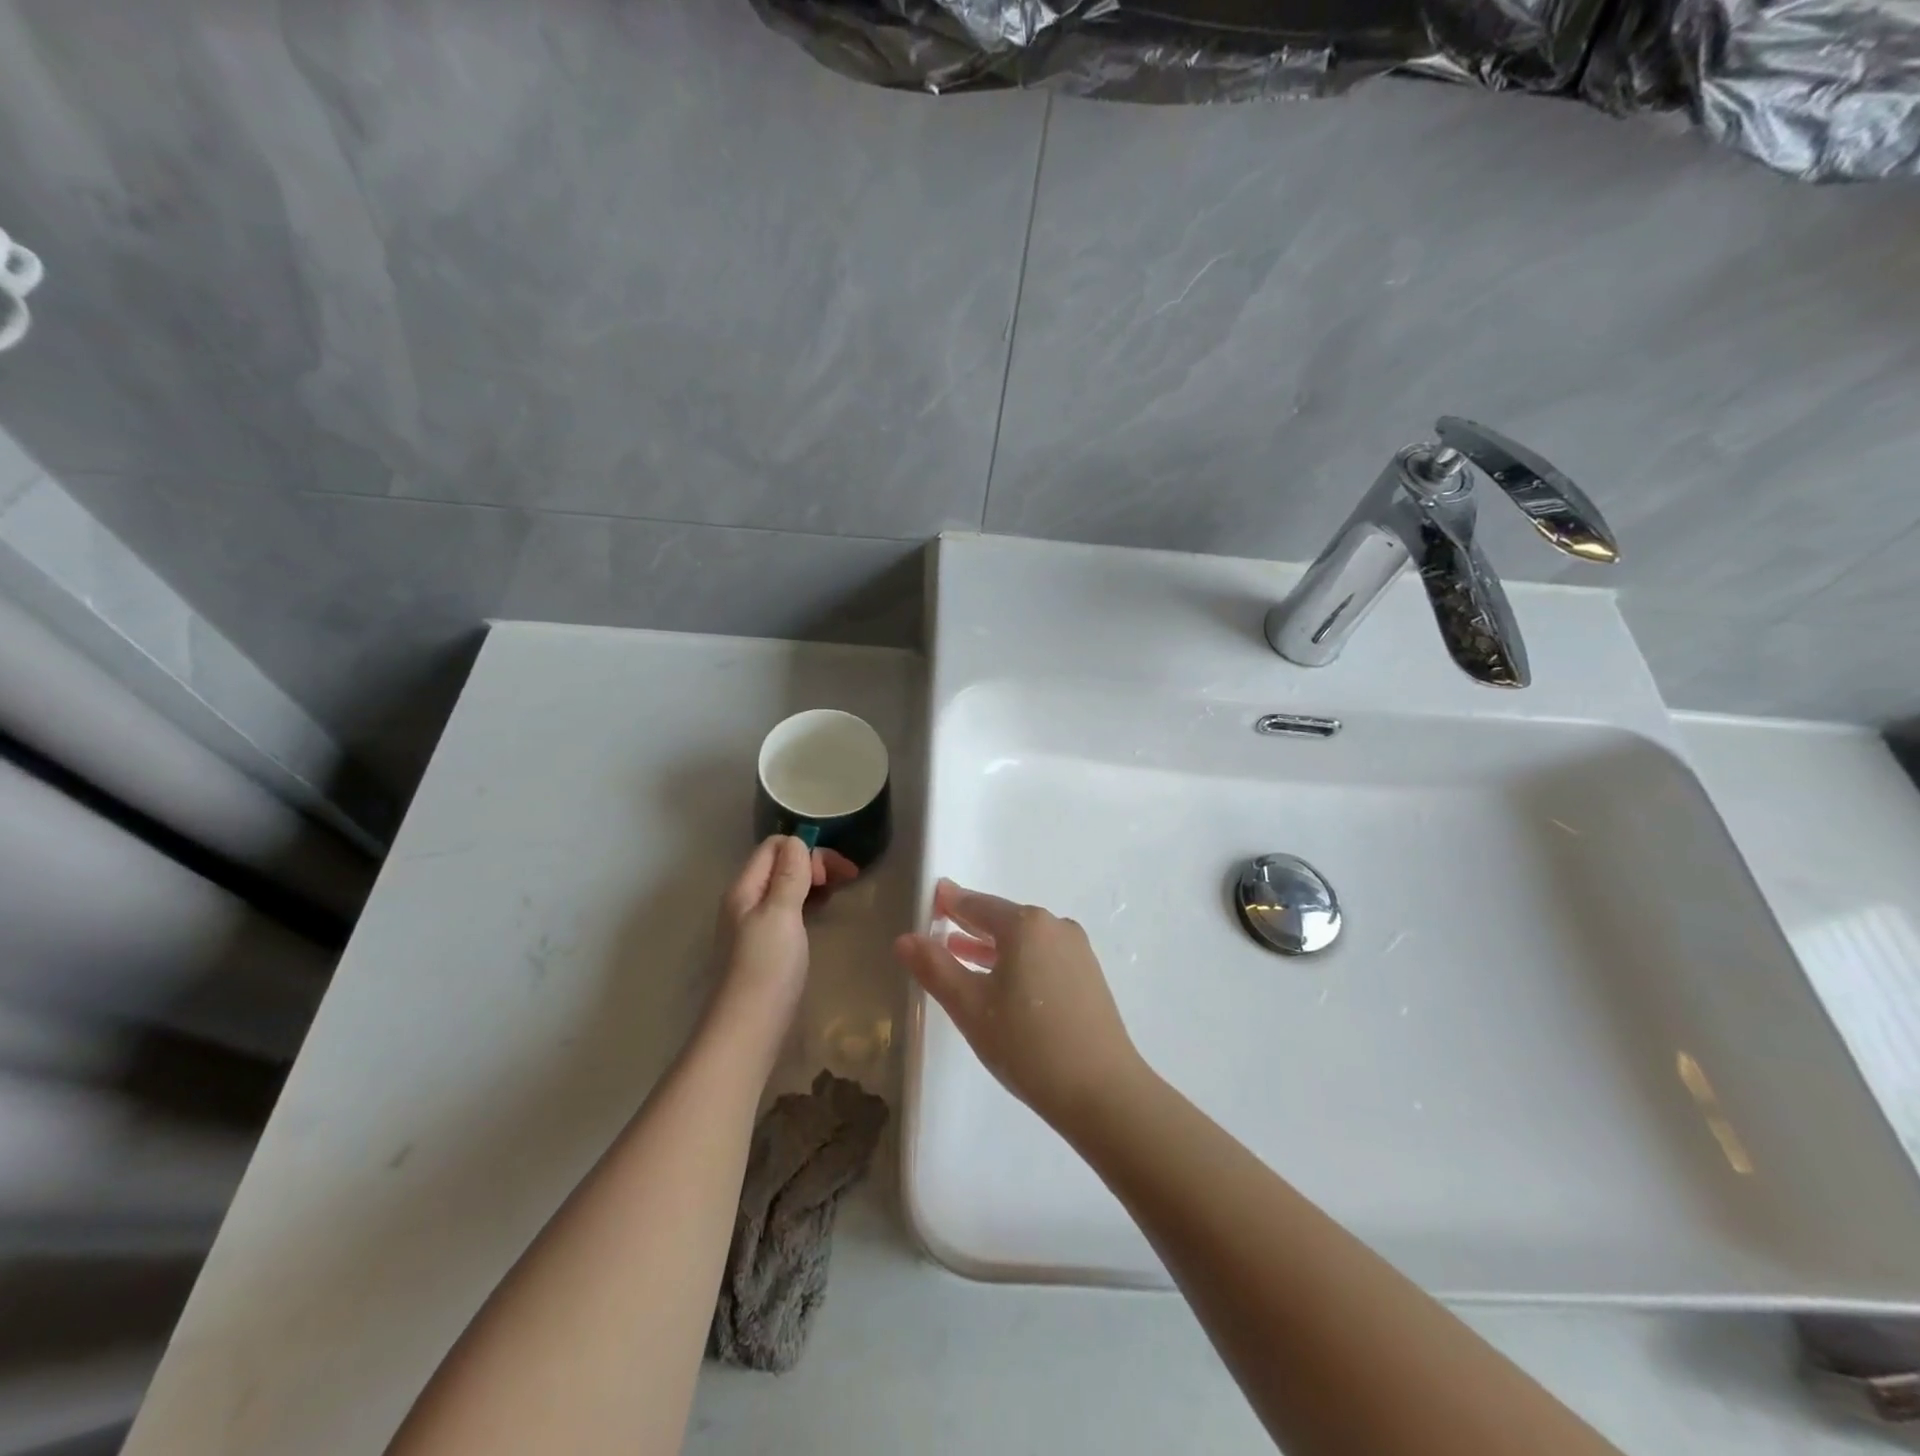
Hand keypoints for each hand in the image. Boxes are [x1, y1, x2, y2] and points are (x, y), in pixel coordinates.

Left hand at [713, 836, 857, 1033]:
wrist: (747, 1030)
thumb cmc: (766, 968)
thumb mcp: (781, 914)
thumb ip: (789, 875)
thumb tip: (798, 841)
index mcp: (745, 888)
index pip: (775, 846)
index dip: (807, 850)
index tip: (834, 874)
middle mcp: (746, 900)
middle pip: (781, 863)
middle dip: (814, 863)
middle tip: (845, 881)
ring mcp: (753, 924)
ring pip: (785, 887)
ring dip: (812, 882)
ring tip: (838, 893)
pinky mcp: (765, 946)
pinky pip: (787, 909)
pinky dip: (807, 903)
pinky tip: (821, 916)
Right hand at [894, 879, 1143, 1130]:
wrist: (1102, 1091)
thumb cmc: (1028, 1044)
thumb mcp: (970, 1007)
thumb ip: (935, 968)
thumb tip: (905, 938)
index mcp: (1025, 925)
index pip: (977, 904)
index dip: (950, 902)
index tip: (931, 899)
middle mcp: (1054, 926)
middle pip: (1003, 918)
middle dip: (970, 923)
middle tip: (939, 927)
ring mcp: (1076, 950)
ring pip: (1024, 939)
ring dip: (992, 945)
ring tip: (961, 954)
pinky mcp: (1088, 976)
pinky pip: (1042, 955)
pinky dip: (1016, 960)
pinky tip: (1002, 982)